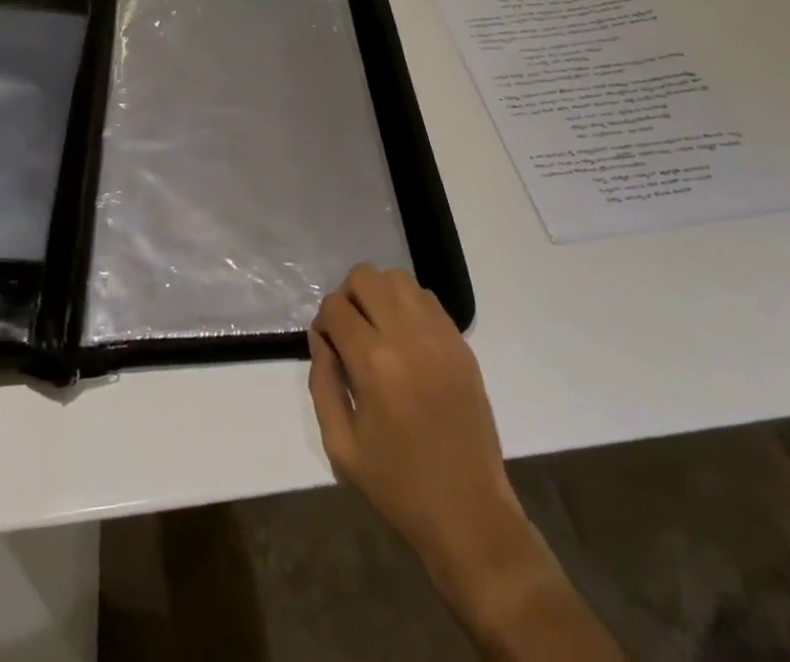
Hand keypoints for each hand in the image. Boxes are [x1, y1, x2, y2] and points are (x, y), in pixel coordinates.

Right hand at [308, 268, 622, 660]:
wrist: (468, 512)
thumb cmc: (398, 485)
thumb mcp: (341, 446)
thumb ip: (322, 383)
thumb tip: (320, 339)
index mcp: (374, 363)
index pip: (335, 306)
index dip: (324, 322)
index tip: (328, 347)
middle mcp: (408, 336)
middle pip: (366, 277)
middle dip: (348, 298)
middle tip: (350, 333)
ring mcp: (439, 335)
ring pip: (398, 279)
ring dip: (379, 295)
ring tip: (378, 331)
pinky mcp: (461, 342)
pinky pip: (427, 299)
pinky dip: (408, 306)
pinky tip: (406, 341)